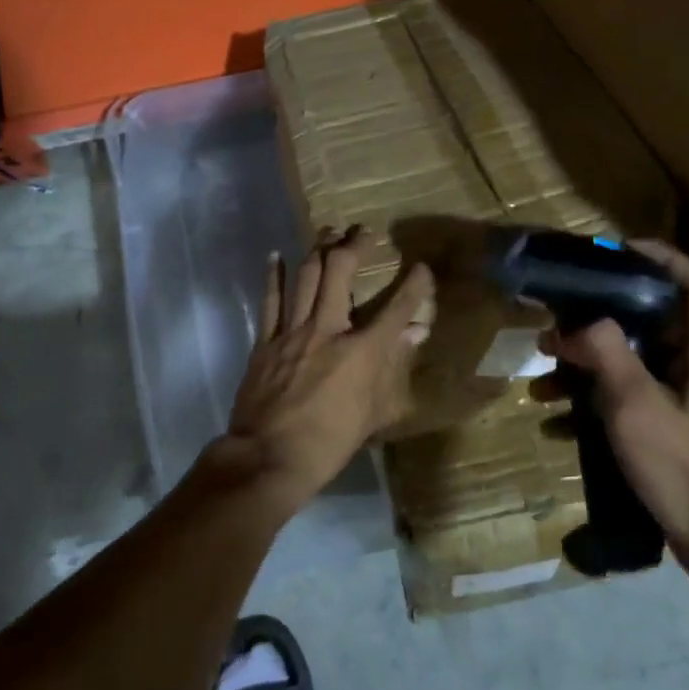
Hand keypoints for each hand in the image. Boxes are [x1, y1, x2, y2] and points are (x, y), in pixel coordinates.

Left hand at [224, 227, 433, 511]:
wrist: (269, 457)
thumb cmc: (330, 442)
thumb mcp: (375, 412)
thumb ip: (396, 367)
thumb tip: (417, 333)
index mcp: (362, 351)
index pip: (398, 307)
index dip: (415, 284)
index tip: (422, 268)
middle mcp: (328, 329)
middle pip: (340, 271)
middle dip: (354, 244)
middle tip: (363, 232)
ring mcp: (293, 331)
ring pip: (306, 275)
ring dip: (319, 248)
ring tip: (329, 231)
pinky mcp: (266, 341)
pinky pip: (270, 299)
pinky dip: (274, 275)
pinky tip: (277, 255)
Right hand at [546, 241, 688, 567]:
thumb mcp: (638, 404)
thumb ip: (605, 354)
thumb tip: (573, 324)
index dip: (662, 258)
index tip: (616, 252)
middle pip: (648, 323)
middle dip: (596, 321)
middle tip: (554, 325)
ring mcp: (682, 405)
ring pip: (629, 366)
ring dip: (584, 369)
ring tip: (541, 380)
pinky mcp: (668, 436)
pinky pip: (624, 405)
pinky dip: (589, 408)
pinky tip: (553, 425)